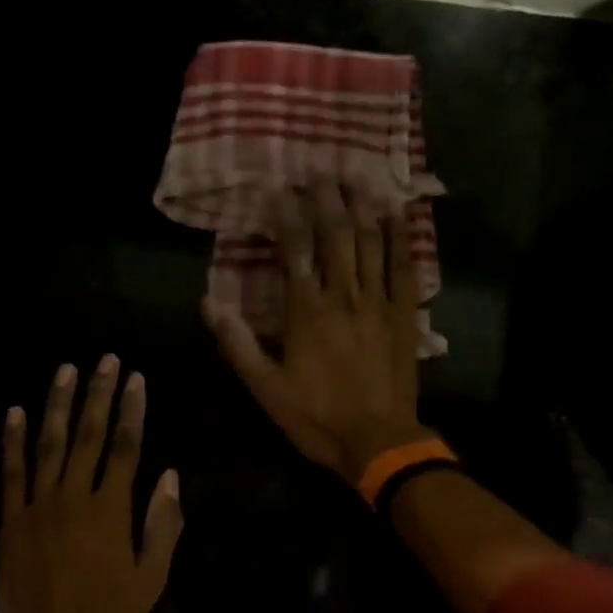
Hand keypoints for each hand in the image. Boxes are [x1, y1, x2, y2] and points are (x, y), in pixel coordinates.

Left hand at [0, 356, 182, 612]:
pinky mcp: (10, 520)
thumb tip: (169, 477)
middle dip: (98, 394)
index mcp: (112, 510)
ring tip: (65, 370)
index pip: (126, 447)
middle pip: (89, 435)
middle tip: (105, 360)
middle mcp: (74, 497)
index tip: (136, 379)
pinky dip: (12, 440)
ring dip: (57, 404)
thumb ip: (162, 525)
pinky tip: (14, 412)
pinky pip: (10, 472)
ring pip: (49, 443)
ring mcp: (38, 506)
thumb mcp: (151, 579)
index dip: (132, 410)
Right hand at [203, 177, 432, 482]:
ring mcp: (378, 303)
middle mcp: (343, 296)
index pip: (294, 250)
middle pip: (335, 235)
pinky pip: (405, 268)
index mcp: (306, 311)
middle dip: (327, 199)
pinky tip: (401, 214)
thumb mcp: (265, 388)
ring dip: (363, 208)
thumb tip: (207, 303)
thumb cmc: (316, 417)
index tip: (280, 189)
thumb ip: (237, 343)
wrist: (377, 441)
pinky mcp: (405, 315)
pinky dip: (402, 239)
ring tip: (359, 178)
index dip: (286, 216)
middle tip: (322, 170)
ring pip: (372, 243)